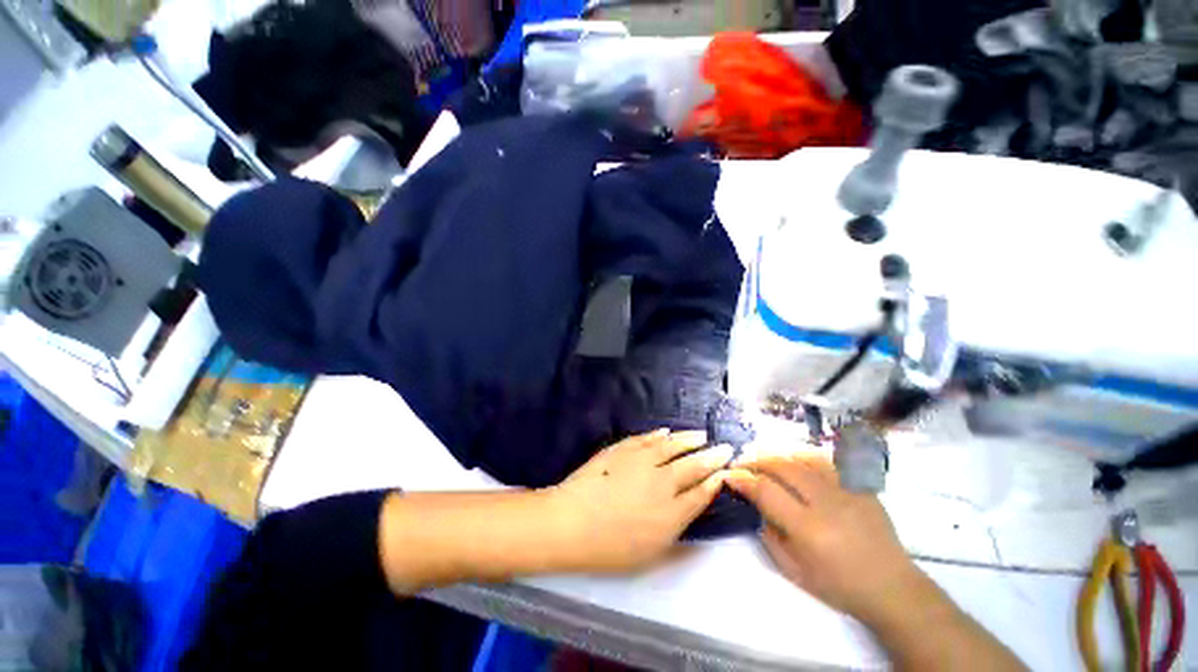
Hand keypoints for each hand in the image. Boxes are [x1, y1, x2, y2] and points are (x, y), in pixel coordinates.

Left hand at [547, 430, 733, 573]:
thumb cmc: (608, 547)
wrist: (572, 521)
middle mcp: (662, 483)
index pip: (701, 493)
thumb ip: (675, 534)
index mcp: (671, 513)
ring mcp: (642, 461)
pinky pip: (646, 439)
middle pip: (693, 466)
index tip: (724, 472)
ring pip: (672, 446)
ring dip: (689, 439)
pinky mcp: (623, 449)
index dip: (715, 481)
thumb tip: (690, 514)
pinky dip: (658, 435)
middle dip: (712, 457)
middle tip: (725, 447)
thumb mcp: (649, 554)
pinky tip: (666, 431)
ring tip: (701, 435)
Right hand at [726, 453, 925, 625]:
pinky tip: (794, 460)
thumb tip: (755, 504)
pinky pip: (827, 461)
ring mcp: (847, 491)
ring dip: (777, 454)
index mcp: (808, 529)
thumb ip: (768, 535)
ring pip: (802, 457)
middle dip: (756, 459)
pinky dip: (803, 456)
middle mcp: (827, 503)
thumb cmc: (838, 585)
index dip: (743, 479)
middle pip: (782, 466)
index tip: (730, 475)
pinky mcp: (860, 486)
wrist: (891, 587)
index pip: (766, 490)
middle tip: (742, 462)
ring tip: (763, 457)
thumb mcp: (793, 570)